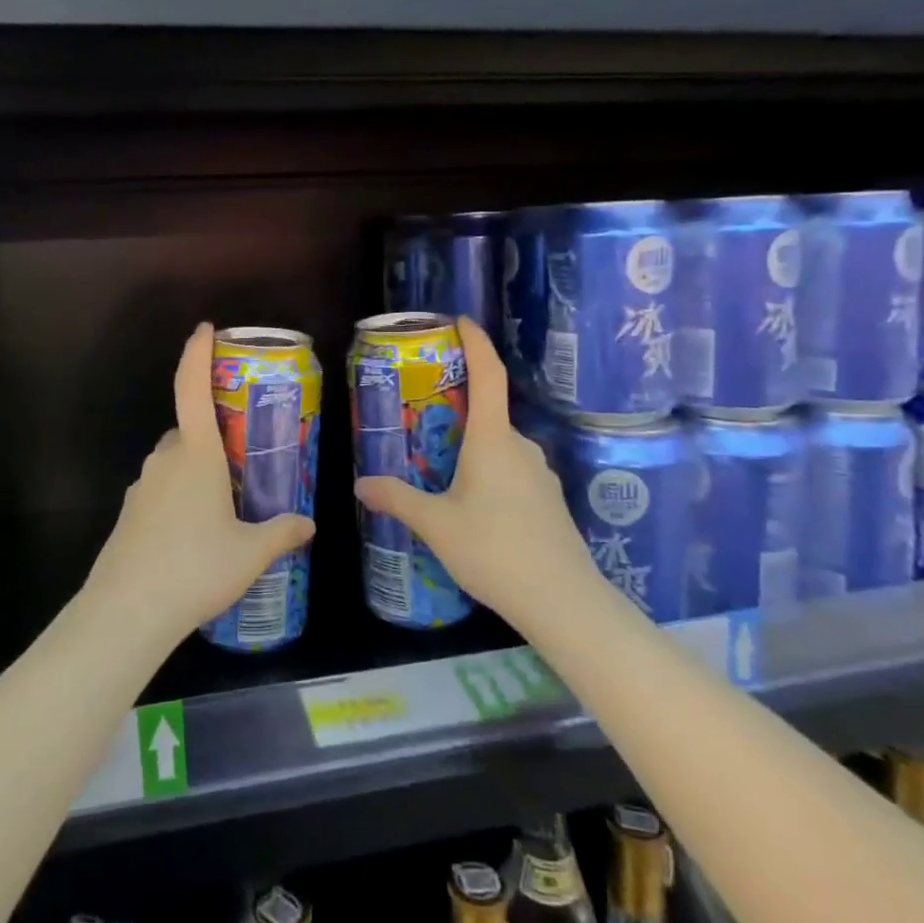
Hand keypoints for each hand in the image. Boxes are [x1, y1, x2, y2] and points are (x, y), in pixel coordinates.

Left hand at [85, 323, 315, 646]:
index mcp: (195, 455)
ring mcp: (141, 488)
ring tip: (223, 506)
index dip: (197, 354)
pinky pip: (158, 491)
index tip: (205, 328)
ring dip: (194, 470)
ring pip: (172, 463)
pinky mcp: (128, 515)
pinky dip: (177, 498)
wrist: (127, 613)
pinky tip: (194, 536)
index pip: (192, 389)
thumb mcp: (250, 553)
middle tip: (240, 458)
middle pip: (186, 430)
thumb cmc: (196, 568)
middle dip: (210, 435)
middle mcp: (164, 461)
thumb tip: (308, 524)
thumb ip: (281, 533)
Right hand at [353, 317, 589, 635]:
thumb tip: (361, 484)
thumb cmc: (494, 551)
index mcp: (493, 441)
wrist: (562, 601)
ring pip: (500, 446)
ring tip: (439, 468)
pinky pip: (513, 470)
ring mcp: (540, 473)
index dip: (476, 343)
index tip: (461, 321)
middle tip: (423, 416)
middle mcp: (521, 447)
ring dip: (472, 447)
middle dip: (458, 408)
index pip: (488, 375)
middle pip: (489, 412)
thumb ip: (398, 500)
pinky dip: (489, 472)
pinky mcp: (549, 499)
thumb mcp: (436, 525)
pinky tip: (472, 505)